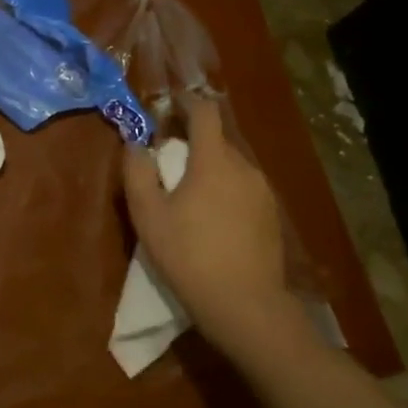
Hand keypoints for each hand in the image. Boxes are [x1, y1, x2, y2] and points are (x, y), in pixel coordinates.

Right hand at [121, 96, 299, 355]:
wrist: (245, 305)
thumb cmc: (189, 256)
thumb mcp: (148, 215)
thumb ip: (137, 172)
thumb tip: (135, 144)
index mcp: (214, 161)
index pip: (205, 113)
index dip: (185, 102)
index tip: (168, 105)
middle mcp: (245, 167)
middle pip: (218, 139)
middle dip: (193, 140)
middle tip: (167, 158)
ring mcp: (263, 192)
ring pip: (232, 165)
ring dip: (209, 167)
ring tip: (188, 192)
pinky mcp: (272, 216)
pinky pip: (244, 188)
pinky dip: (225, 189)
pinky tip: (211, 218)